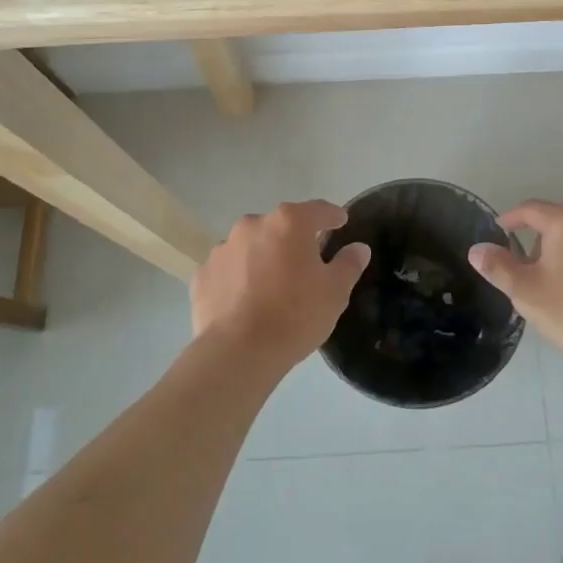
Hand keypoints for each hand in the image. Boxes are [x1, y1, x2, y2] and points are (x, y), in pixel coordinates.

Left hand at [192, 201, 371, 371]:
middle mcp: (253, 225)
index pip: (318, 210)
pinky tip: (246, 301)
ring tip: (273, 286)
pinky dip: (239, 278)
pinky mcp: (203, 275)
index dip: (332, 216)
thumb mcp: (335, 292)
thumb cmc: (295, 315)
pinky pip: (228, 270)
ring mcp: (223, 249)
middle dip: (294, 239)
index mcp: (289, 223)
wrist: (238, 353)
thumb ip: (348, 264)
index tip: (341, 223)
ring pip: (252, 246)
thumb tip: (359, 248)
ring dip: (264, 257)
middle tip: (307, 263)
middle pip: (281, 226)